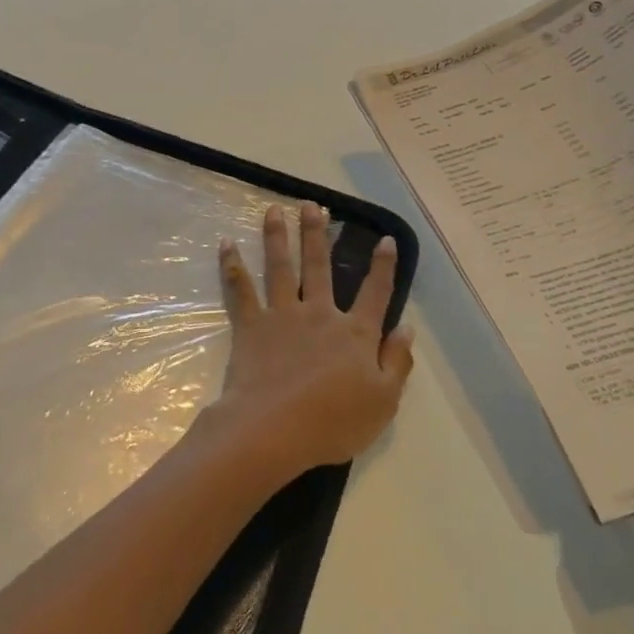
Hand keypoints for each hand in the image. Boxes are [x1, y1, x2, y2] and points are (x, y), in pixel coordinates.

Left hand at [202, 202, 415, 480]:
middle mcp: (320, 313)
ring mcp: (283, 314)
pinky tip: (225, 243)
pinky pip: (240, 289)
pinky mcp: (251, 324)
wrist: (275, 428)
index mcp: (355, 333)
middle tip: (311, 205)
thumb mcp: (383, 401)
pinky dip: (231, 265)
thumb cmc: (334, 422)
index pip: (375, 292)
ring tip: (273, 209)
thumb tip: (407, 328)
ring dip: (277, 235)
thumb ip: (397, 362)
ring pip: (281, 267)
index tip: (384, 239)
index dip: (383, 266)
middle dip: (317, 233)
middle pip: (320, 266)